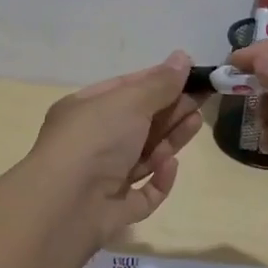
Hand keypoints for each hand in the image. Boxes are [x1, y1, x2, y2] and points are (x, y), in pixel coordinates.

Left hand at [25, 50, 204, 251]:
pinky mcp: (114, 210)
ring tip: (196, 122)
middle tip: (203, 99)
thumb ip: (160, 83)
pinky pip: (143, 193)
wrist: (63, 206)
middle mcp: (91, 142)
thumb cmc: (94, 140)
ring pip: (143, 156)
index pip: (125, 90)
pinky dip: (158, 180)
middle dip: (170, 110)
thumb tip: (183, 57)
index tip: (190, 75)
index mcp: (85, 110)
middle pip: (138, 123)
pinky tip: (170, 165)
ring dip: (169, 140)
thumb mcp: (129, 102)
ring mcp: (101, 179)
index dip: (157, 80)